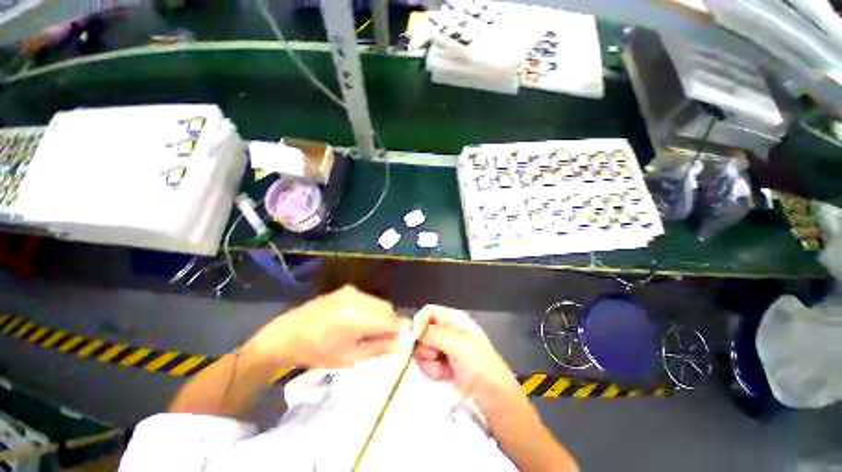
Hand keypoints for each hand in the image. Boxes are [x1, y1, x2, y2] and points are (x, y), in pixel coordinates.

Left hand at [245, 285, 404, 368]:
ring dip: (380, 316)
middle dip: (389, 323)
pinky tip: (357, 322)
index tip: (399, 341)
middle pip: (387, 309)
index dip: (400, 330)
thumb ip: (378, 349)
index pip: (392, 320)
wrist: (287, 334)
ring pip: (379, 303)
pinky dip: (370, 310)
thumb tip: (401, 345)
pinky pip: (368, 299)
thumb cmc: (317, 352)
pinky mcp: (347, 289)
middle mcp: (358, 299)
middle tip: (380, 340)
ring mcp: (352, 291)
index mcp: (357, 318)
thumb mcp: (349, 357)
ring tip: (367, 332)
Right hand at [412, 305, 520, 406]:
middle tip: (435, 356)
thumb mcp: (458, 344)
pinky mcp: (439, 362)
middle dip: (424, 347)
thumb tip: (413, 331)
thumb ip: (434, 334)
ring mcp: (442, 347)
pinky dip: (431, 370)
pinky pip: (425, 362)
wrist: (490, 394)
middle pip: (421, 331)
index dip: (419, 323)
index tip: (415, 339)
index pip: (427, 312)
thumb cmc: (478, 363)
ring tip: (442, 368)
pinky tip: (442, 375)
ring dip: (428, 361)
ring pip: (421, 348)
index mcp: (452, 319)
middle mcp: (445, 329)